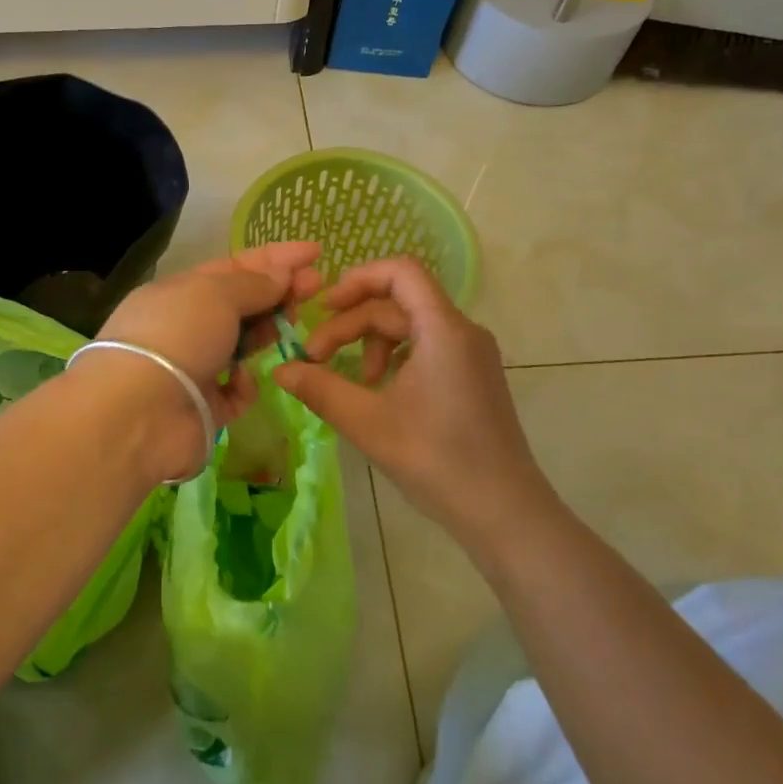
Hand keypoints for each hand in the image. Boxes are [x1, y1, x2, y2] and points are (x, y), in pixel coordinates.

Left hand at [91, 242, 325, 475]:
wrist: (138, 412)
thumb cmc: (177, 336)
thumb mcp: (216, 294)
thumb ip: (254, 284)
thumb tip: (281, 272)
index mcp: (179, 292)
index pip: (232, 268)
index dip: (274, 258)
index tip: (315, 253)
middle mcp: (184, 327)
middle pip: (240, 305)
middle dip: (278, 293)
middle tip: (317, 287)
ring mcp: (193, 369)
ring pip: (241, 346)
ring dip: (267, 333)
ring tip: (294, 326)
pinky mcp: (203, 408)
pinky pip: (235, 392)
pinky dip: (244, 385)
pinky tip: (246, 380)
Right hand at [275, 258, 555, 560]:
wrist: (503, 511)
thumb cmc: (437, 460)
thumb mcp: (368, 423)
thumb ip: (320, 389)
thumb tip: (279, 370)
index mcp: (444, 330)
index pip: (401, 272)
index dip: (357, 279)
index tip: (322, 307)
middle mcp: (462, 331)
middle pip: (397, 303)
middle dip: (351, 324)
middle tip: (314, 359)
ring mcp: (471, 354)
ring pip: (410, 326)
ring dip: (370, 343)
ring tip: (351, 382)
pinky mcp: (472, 376)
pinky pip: (426, 348)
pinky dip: (394, 359)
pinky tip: (377, 391)